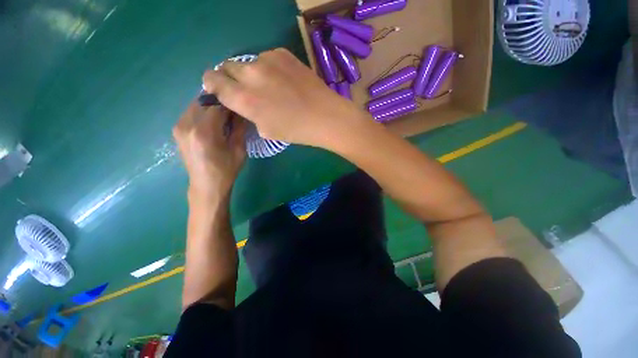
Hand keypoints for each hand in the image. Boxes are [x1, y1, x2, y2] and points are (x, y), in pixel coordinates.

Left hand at [173, 101, 246, 200]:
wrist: (206, 185)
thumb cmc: (226, 170)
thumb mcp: (239, 149)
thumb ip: (239, 127)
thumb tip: (242, 111)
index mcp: (204, 131)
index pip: (217, 105)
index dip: (230, 103)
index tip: (240, 106)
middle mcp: (186, 125)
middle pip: (203, 101)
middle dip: (220, 102)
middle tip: (233, 110)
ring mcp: (178, 126)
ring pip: (196, 104)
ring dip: (211, 106)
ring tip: (224, 116)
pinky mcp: (177, 130)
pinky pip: (191, 112)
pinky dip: (203, 112)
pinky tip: (213, 122)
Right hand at [202, 48, 367, 147]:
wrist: (324, 116)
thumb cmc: (296, 130)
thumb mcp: (266, 130)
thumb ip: (248, 112)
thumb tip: (242, 101)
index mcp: (244, 98)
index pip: (212, 80)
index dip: (212, 84)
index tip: (218, 88)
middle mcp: (251, 74)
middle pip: (227, 66)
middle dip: (230, 77)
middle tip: (246, 89)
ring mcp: (267, 60)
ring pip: (248, 62)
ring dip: (252, 73)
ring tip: (271, 87)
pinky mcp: (283, 53)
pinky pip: (266, 58)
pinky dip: (269, 68)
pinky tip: (284, 80)